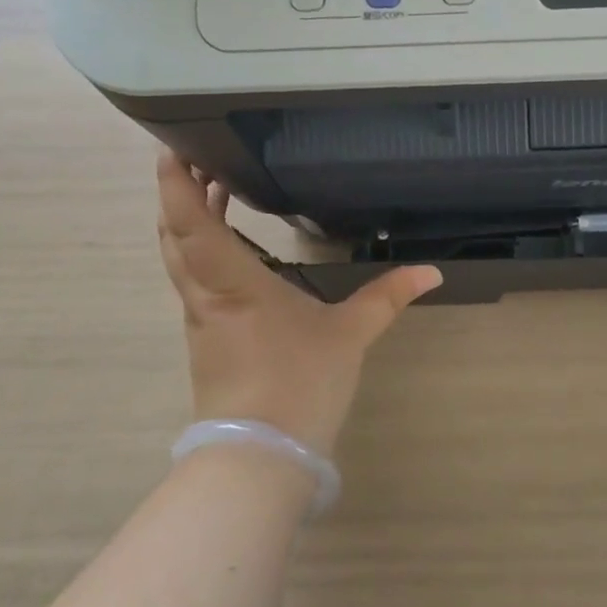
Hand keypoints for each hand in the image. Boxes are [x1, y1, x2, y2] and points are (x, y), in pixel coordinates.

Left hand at [157, 151, 441, 455]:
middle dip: (180, 193)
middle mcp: (205, 296)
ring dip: (188, 222)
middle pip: (174, 235)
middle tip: (200, 158)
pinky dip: (201, 251)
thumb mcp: (350, 335)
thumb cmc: (299, 383)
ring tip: (214, 190)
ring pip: (180, 260)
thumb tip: (432, 272)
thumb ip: (388, 297)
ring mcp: (201, 321)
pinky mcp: (207, 342)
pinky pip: (194, 282)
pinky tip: (231, 251)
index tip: (175, 146)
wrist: (259, 459)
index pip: (191, 223)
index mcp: (232, 283)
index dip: (177, 183)